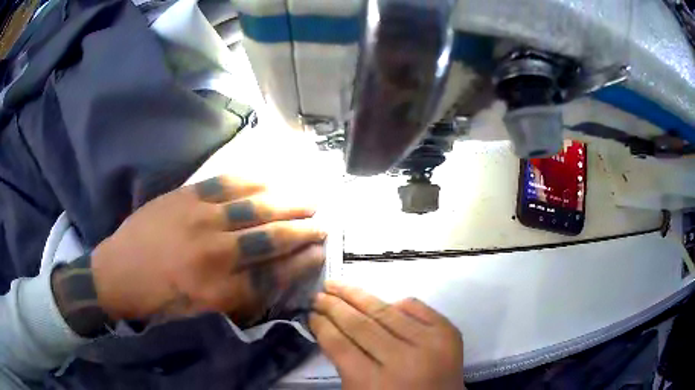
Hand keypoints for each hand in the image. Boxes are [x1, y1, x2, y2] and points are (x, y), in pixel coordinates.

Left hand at [87, 175, 325, 323]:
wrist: (117, 273)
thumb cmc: (159, 302)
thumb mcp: (201, 316)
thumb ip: (238, 300)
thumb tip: (272, 280)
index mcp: (219, 290)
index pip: (274, 274)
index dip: (302, 262)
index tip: (320, 253)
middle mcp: (215, 253)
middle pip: (270, 238)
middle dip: (302, 230)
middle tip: (323, 223)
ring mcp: (199, 219)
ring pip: (254, 207)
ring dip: (286, 203)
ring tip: (308, 199)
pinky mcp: (185, 197)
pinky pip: (225, 184)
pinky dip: (253, 180)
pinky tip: (270, 179)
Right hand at [310, 282, 464, 389]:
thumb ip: (345, 364)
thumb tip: (329, 327)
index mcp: (374, 384)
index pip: (340, 345)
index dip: (322, 326)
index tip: (311, 314)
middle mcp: (402, 361)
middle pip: (360, 325)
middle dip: (334, 306)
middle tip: (318, 294)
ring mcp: (429, 344)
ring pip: (386, 311)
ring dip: (357, 296)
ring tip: (337, 285)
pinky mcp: (447, 333)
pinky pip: (416, 307)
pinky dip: (396, 302)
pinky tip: (378, 300)